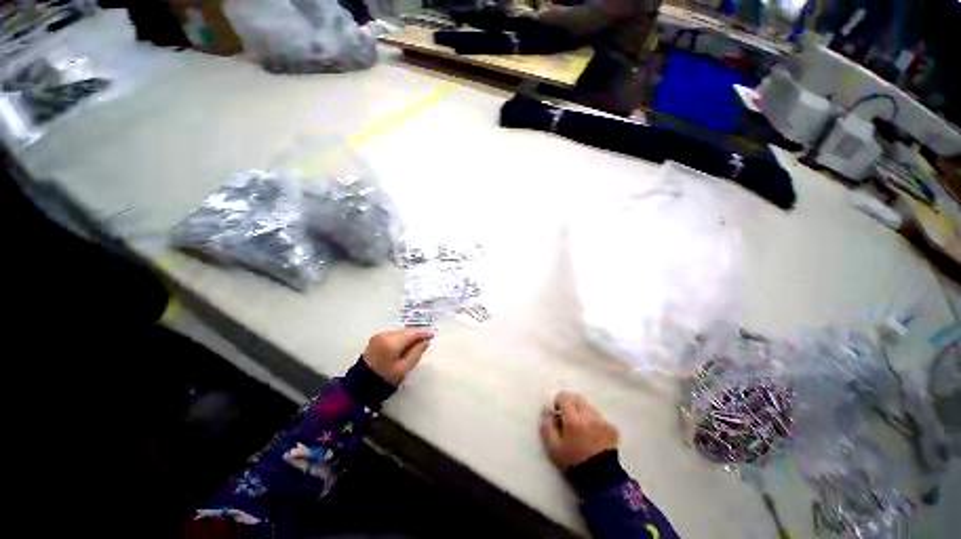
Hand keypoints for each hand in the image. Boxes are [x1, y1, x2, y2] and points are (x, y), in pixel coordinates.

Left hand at [363, 329, 433, 385]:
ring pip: (400, 333)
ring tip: (415, 345)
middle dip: (416, 335)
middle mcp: (384, 335)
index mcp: (391, 342)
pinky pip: (393, 335)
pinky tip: (404, 346)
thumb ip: (416, 352)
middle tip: (426, 341)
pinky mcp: (376, 339)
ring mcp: (379, 336)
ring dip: (408, 337)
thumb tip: (425, 341)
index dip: (423, 333)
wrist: (361, 385)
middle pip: (406, 332)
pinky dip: (401, 339)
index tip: (432, 335)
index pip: (412, 334)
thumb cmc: (385, 379)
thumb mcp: (404, 368)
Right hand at [540, 391, 618, 469]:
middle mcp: (589, 416)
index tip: (558, 413)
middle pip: (577, 398)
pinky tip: (592, 434)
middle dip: (570, 404)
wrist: (601, 480)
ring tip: (581, 427)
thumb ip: (547, 426)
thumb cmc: (573, 462)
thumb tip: (547, 411)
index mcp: (574, 420)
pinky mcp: (612, 427)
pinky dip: (593, 420)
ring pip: (588, 406)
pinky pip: (599, 416)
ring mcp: (603, 421)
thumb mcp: (553, 447)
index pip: (564, 396)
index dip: (558, 402)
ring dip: (582, 411)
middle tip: (568, 418)